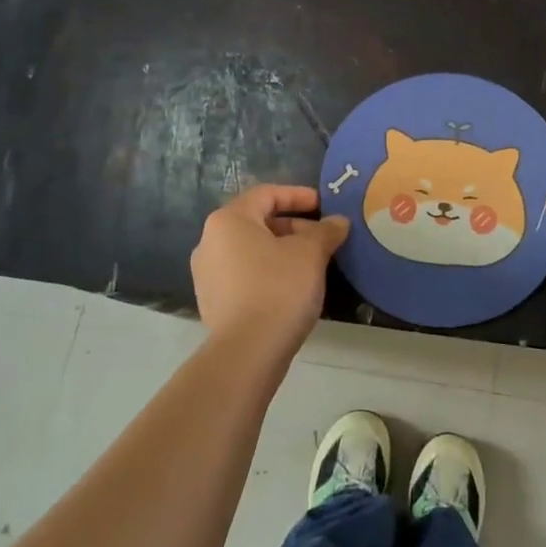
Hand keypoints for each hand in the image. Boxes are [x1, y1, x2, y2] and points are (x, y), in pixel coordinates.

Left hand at [191, 186, 348, 358]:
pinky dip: (269, 272)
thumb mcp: (311, 253)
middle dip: (293, 226)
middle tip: (323, 238)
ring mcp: (207, 274)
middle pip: (257, 222)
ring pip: (251, 250)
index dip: (299, 195)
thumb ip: (326, 231)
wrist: (248, 351)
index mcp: (228, 220)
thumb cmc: (279, 287)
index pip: (267, 194)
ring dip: (282, 250)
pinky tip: (293, 287)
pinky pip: (244, 274)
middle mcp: (209, 241)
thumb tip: (339, 221)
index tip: (324, 206)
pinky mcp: (212, 302)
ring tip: (312, 263)